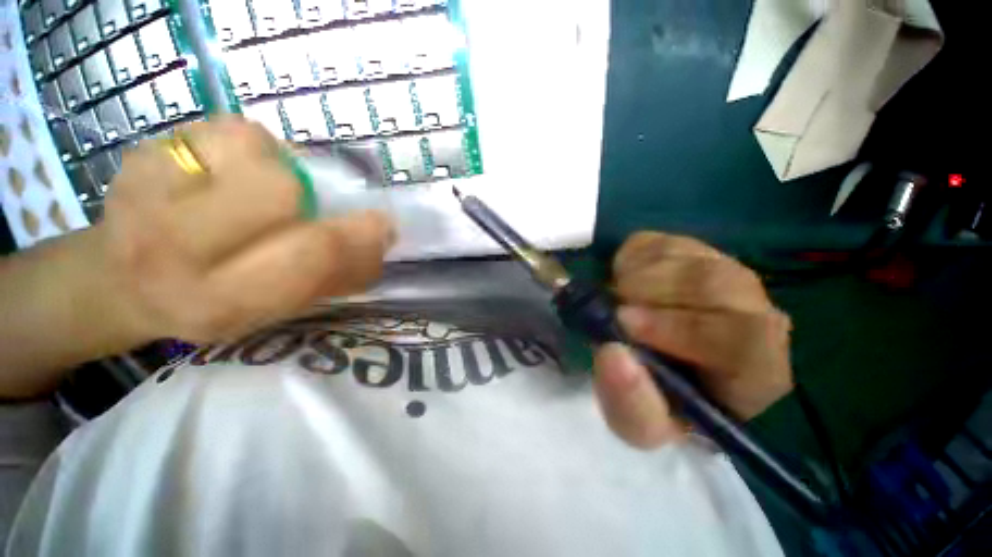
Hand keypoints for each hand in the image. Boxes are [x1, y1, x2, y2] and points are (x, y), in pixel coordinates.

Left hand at [94, 117, 393, 343]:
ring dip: (278, 168)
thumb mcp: (276, 310)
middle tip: (311, 210)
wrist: (121, 281)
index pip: (309, 256)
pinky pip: (227, 128)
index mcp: (219, 300)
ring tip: (257, 192)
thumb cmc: (211, 301)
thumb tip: (381, 243)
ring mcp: (145, 188)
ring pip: (253, 147)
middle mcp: (172, 248)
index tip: (382, 225)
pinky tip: (228, 173)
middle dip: (313, 201)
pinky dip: (248, 147)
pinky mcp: (143, 149)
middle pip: (280, 191)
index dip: (359, 237)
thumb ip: (334, 279)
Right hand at [592, 232, 792, 448]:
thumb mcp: (638, 424)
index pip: (746, 339)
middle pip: (715, 283)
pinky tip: (624, 283)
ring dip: (634, 279)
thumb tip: (612, 353)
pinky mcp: (687, 249)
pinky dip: (627, 261)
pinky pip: (654, 243)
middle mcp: (753, 311)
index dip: (682, 330)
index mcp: (756, 369)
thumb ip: (630, 404)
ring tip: (617, 302)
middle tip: (615, 311)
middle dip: (651, 296)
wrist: (650, 361)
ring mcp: (721, 269)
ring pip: (683, 257)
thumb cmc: (654, 399)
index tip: (626, 326)